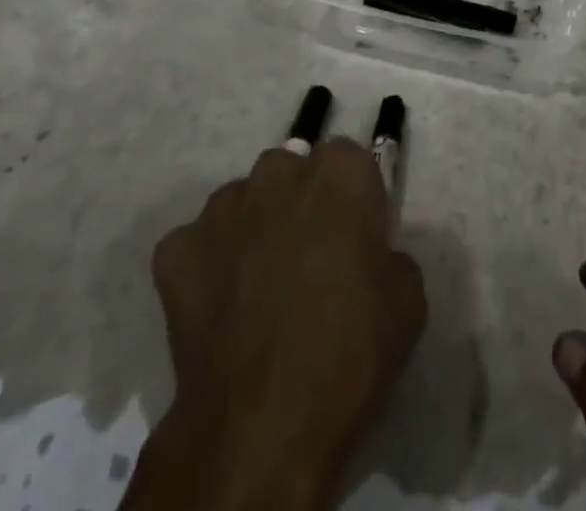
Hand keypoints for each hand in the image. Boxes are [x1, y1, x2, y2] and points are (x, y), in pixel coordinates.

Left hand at [126, 141, 426, 510]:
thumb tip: (366, 254)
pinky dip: (207, 264)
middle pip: (293, 170)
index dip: (353, 196)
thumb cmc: (349, 353)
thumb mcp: (408, 298)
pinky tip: (220, 306)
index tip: (356, 234)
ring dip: (254, 225)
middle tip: (310, 256)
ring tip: (259, 283)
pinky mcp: (177, 249)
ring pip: (243, 200)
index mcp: (340, 173)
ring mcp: (222, 208)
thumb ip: (387, 251)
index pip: (349, 158)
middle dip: (301, 200)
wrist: (260, 427)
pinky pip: (197, 242)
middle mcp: (279, 172)